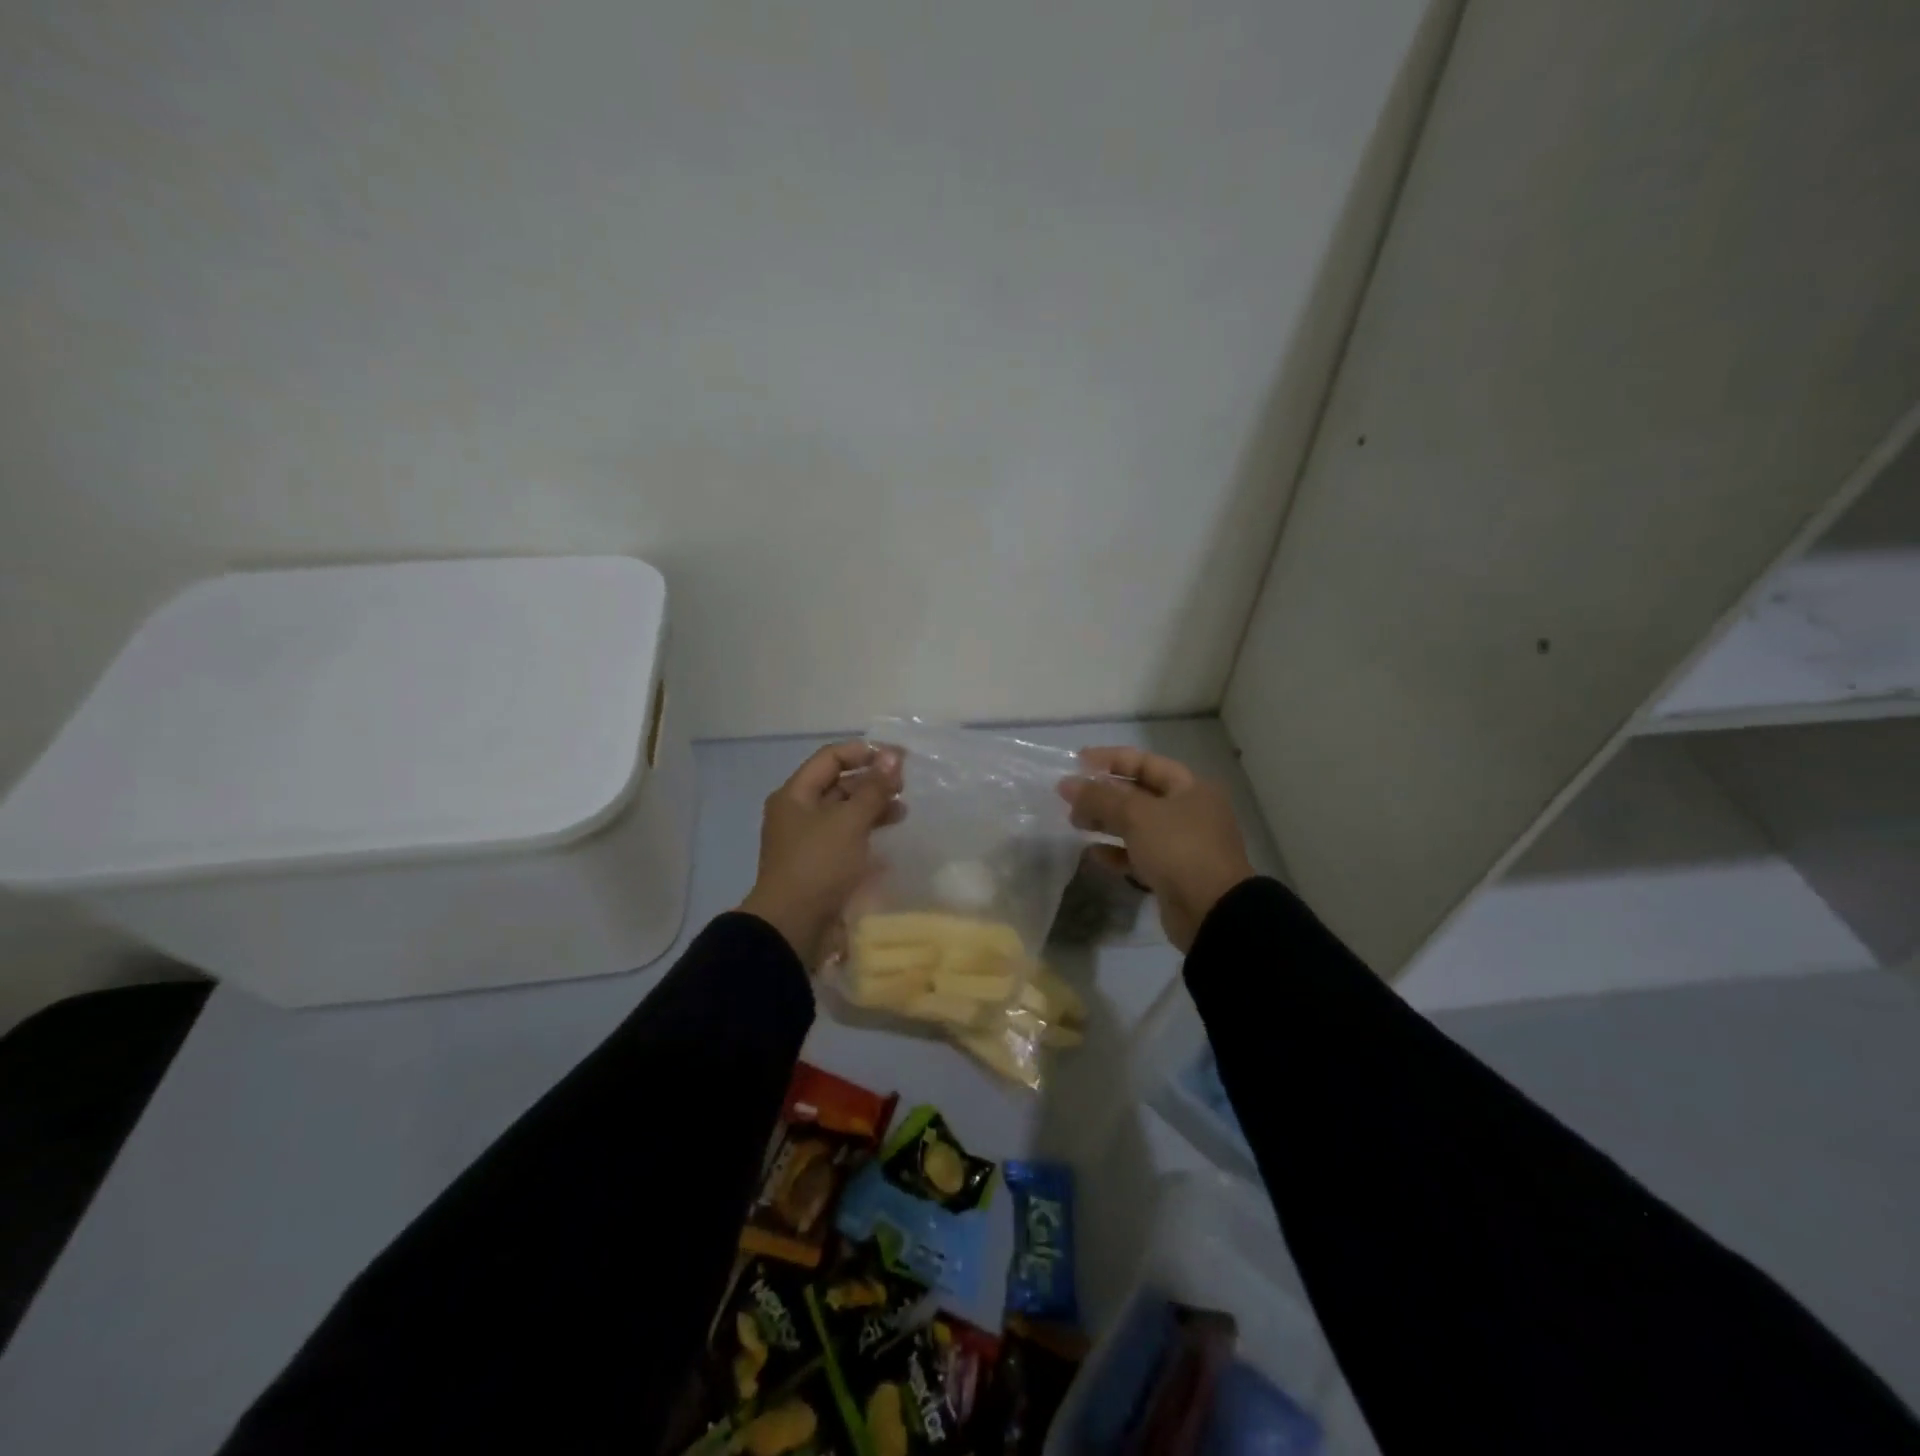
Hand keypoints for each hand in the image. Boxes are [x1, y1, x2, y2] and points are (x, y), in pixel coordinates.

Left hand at [740, 741, 903, 967]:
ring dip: (872, 808)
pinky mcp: (820, 865)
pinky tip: (889, 839)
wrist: (793, 927)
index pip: (831, 758)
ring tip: (903, 813)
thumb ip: (874, 788)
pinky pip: (846, 839)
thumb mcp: (850, 822)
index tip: (898, 758)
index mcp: (795, 795)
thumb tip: (892, 756)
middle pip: (838, 785)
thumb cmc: (819, 865)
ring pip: (844, 813)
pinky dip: (867, 833)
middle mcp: (798, 813)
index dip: (865, 752)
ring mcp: (808, 841)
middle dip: (872, 782)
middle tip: (904, 787)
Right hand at [1058, 747, 1255, 952]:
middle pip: (1139, 794)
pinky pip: (1138, 855)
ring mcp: (1182, 844)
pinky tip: (1092, 854)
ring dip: (1105, 822)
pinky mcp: (1172, 873)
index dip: (1110, 759)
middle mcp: (1188, 811)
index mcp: (1190, 788)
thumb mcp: (1136, 815)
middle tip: (1070, 798)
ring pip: (1136, 825)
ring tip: (1075, 823)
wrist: (1212, 911)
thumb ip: (1100, 797)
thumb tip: (1066, 783)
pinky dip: (1116, 852)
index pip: (1145, 762)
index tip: (1077, 762)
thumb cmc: (1179, 849)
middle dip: (1103, 794)